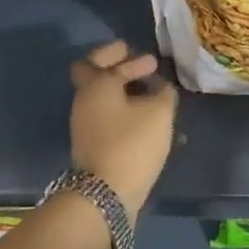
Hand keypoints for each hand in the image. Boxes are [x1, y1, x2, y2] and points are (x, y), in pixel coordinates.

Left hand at [69, 41, 177, 221]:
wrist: (106, 195)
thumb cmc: (132, 144)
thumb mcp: (159, 113)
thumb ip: (164, 93)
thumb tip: (162, 88)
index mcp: (96, 85)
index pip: (101, 59)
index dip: (123, 54)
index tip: (148, 58)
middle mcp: (85, 101)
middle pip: (96, 76)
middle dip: (121, 69)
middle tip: (146, 68)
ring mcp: (86, 125)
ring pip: (105, 98)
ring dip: (127, 92)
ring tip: (155, 95)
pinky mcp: (94, 145)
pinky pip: (110, 117)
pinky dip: (127, 111)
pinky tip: (150, 118)